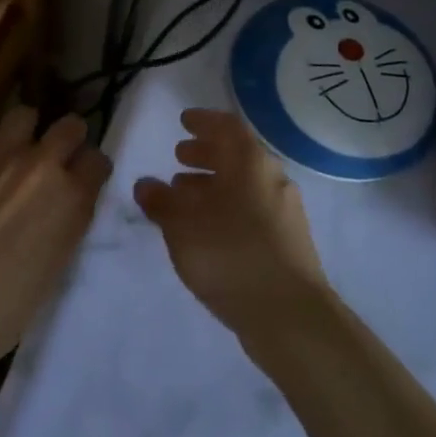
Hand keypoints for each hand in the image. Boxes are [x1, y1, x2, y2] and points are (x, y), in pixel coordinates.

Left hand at [0, 106, 109, 368]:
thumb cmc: (3, 308)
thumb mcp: (53, 269)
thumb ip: (62, 228)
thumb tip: (56, 214)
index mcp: (73, 199)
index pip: (98, 161)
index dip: (89, 168)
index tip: (81, 177)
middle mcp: (44, 165)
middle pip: (70, 126)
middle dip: (65, 136)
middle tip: (51, 154)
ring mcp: (1, 152)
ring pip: (23, 113)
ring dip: (20, 129)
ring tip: (8, 145)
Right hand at [133, 108, 329, 342]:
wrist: (289, 315)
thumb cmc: (230, 255)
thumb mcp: (182, 226)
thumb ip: (161, 201)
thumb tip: (146, 184)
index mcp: (250, 162)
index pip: (227, 126)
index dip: (203, 121)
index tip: (184, 121)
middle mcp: (272, 178)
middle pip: (237, 154)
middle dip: (206, 152)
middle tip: (179, 155)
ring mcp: (285, 211)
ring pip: (244, 184)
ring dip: (213, 183)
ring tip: (184, 194)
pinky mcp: (288, 241)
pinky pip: (252, 208)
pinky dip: (227, 206)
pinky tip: (207, 228)